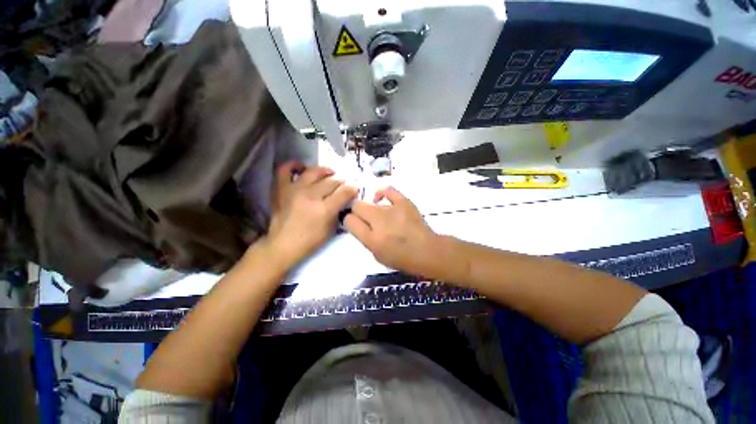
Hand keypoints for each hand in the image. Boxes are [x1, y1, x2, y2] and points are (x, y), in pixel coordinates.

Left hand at [263, 161, 357, 265]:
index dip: (353, 189)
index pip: (344, 191)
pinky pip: (285, 170)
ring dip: (325, 170)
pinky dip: (294, 165)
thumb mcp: (331, 229)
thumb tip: (345, 199)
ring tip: (330, 173)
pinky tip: (302, 167)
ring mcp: (294, 190)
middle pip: (332, 181)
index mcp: (324, 209)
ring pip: (314, 171)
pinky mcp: (281, 189)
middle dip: (342, 181)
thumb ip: (339, 211)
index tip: (355, 189)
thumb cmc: (310, 241)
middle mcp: (310, 196)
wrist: (282, 245)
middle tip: (344, 184)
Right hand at [344, 187, 440, 276]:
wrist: (427, 251)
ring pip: (370, 201)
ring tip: (379, 215)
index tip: (354, 222)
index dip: (348, 220)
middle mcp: (378, 221)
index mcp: (371, 239)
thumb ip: (364, 238)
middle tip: (364, 218)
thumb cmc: (401, 258)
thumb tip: (357, 223)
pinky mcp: (403, 201)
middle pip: (356, 206)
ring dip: (371, 208)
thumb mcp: (377, 255)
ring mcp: (392, 209)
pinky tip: (381, 198)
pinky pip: (387, 190)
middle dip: (356, 211)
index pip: (348, 220)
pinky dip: (382, 192)